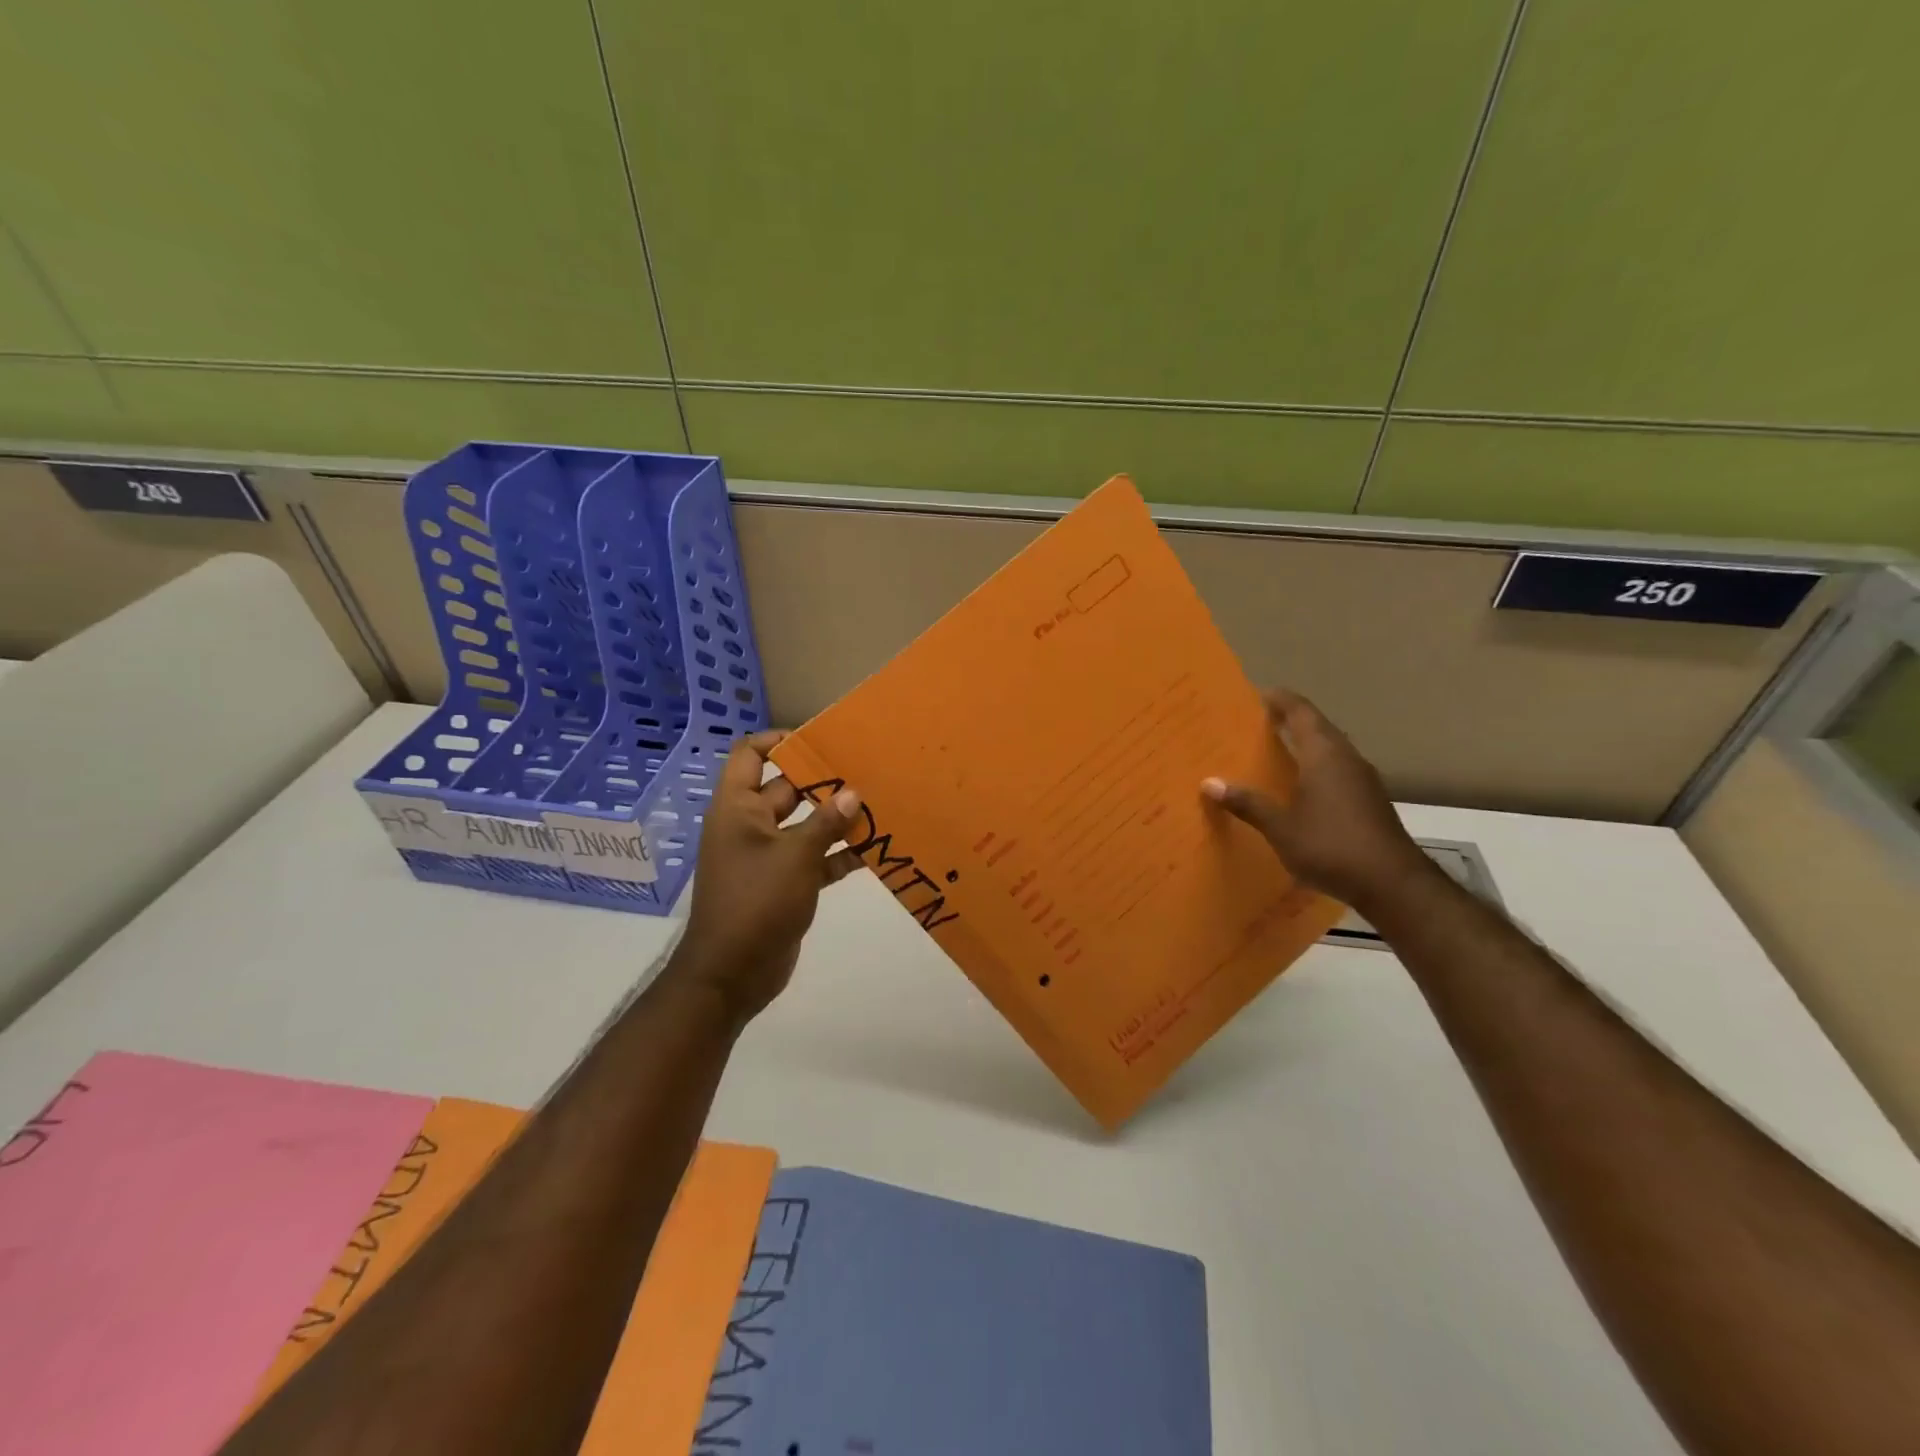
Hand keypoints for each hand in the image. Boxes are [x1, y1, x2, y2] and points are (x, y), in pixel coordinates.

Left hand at [671, 730, 862, 1026]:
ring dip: (836, 820)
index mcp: (738, 808)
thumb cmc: (756, 902)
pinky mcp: (783, 884)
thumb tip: (853, 792)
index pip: (750, 755)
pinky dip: (838, 855)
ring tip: (877, 806)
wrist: (732, 974)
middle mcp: (749, 826)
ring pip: (805, 825)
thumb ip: (827, 822)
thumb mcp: (796, 856)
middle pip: (786, 789)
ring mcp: (766, 856)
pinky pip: (813, 859)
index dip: (780, 741)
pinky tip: (873, 851)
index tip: (820, 740)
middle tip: (865, 771)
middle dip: (823, 782)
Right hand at [1202, 688, 1431, 910]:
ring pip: (1329, 749)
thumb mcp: (1281, 827)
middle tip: (1255, 723)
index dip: (1279, 699)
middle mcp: (1346, 758)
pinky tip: (1298, 787)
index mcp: (1324, 755)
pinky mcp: (1368, 801)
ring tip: (1272, 752)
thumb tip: (1209, 783)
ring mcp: (1362, 780)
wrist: (1393, 884)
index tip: (1255, 694)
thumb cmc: (1331, 846)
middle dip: (1288, 721)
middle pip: (1317, 727)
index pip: (1301, 712)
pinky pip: (1336, 770)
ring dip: (1304, 745)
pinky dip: (1314, 767)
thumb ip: (1248, 803)